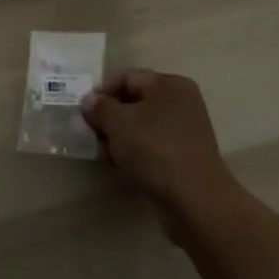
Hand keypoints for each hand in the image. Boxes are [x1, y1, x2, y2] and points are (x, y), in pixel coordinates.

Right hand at [82, 70, 236, 219]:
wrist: (195, 201)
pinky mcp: (184, 158)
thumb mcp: (118, 123)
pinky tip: (120, 168)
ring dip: (119, 138)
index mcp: (169, 85)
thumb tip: (90, 100)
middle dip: (109, 118)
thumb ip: (100, 107)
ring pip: (141, 127)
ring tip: (103, 155)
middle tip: (89, 134)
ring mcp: (185, 132)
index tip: (83, 111)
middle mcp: (181, 103)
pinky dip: (134, 155)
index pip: (126, 77)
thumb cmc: (155, 150)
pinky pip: (151, 148)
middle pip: (134, 102)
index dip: (101, 91)